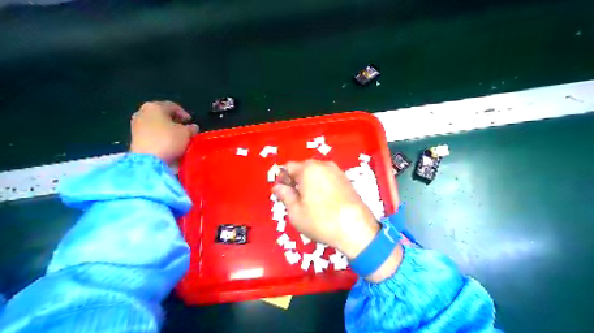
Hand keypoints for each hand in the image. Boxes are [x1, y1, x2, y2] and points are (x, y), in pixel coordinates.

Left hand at [131, 101, 198, 164]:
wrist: (147, 161)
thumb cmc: (168, 141)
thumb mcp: (186, 133)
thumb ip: (191, 128)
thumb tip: (192, 127)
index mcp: (155, 106)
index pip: (173, 106)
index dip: (184, 113)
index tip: (191, 121)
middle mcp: (142, 112)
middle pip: (162, 115)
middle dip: (174, 121)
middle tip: (184, 128)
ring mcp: (136, 125)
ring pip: (156, 124)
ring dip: (167, 130)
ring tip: (177, 138)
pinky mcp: (134, 138)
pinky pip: (151, 134)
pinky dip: (160, 137)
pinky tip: (168, 144)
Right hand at [274, 161, 380, 260]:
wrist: (356, 229)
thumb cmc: (320, 221)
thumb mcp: (296, 211)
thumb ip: (285, 195)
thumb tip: (277, 186)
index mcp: (308, 169)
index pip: (288, 167)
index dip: (282, 179)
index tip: (283, 194)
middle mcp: (323, 165)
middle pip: (303, 168)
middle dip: (296, 181)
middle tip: (296, 200)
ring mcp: (337, 171)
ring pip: (316, 173)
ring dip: (309, 183)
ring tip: (311, 202)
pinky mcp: (347, 180)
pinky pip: (328, 178)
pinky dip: (322, 185)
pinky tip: (324, 202)